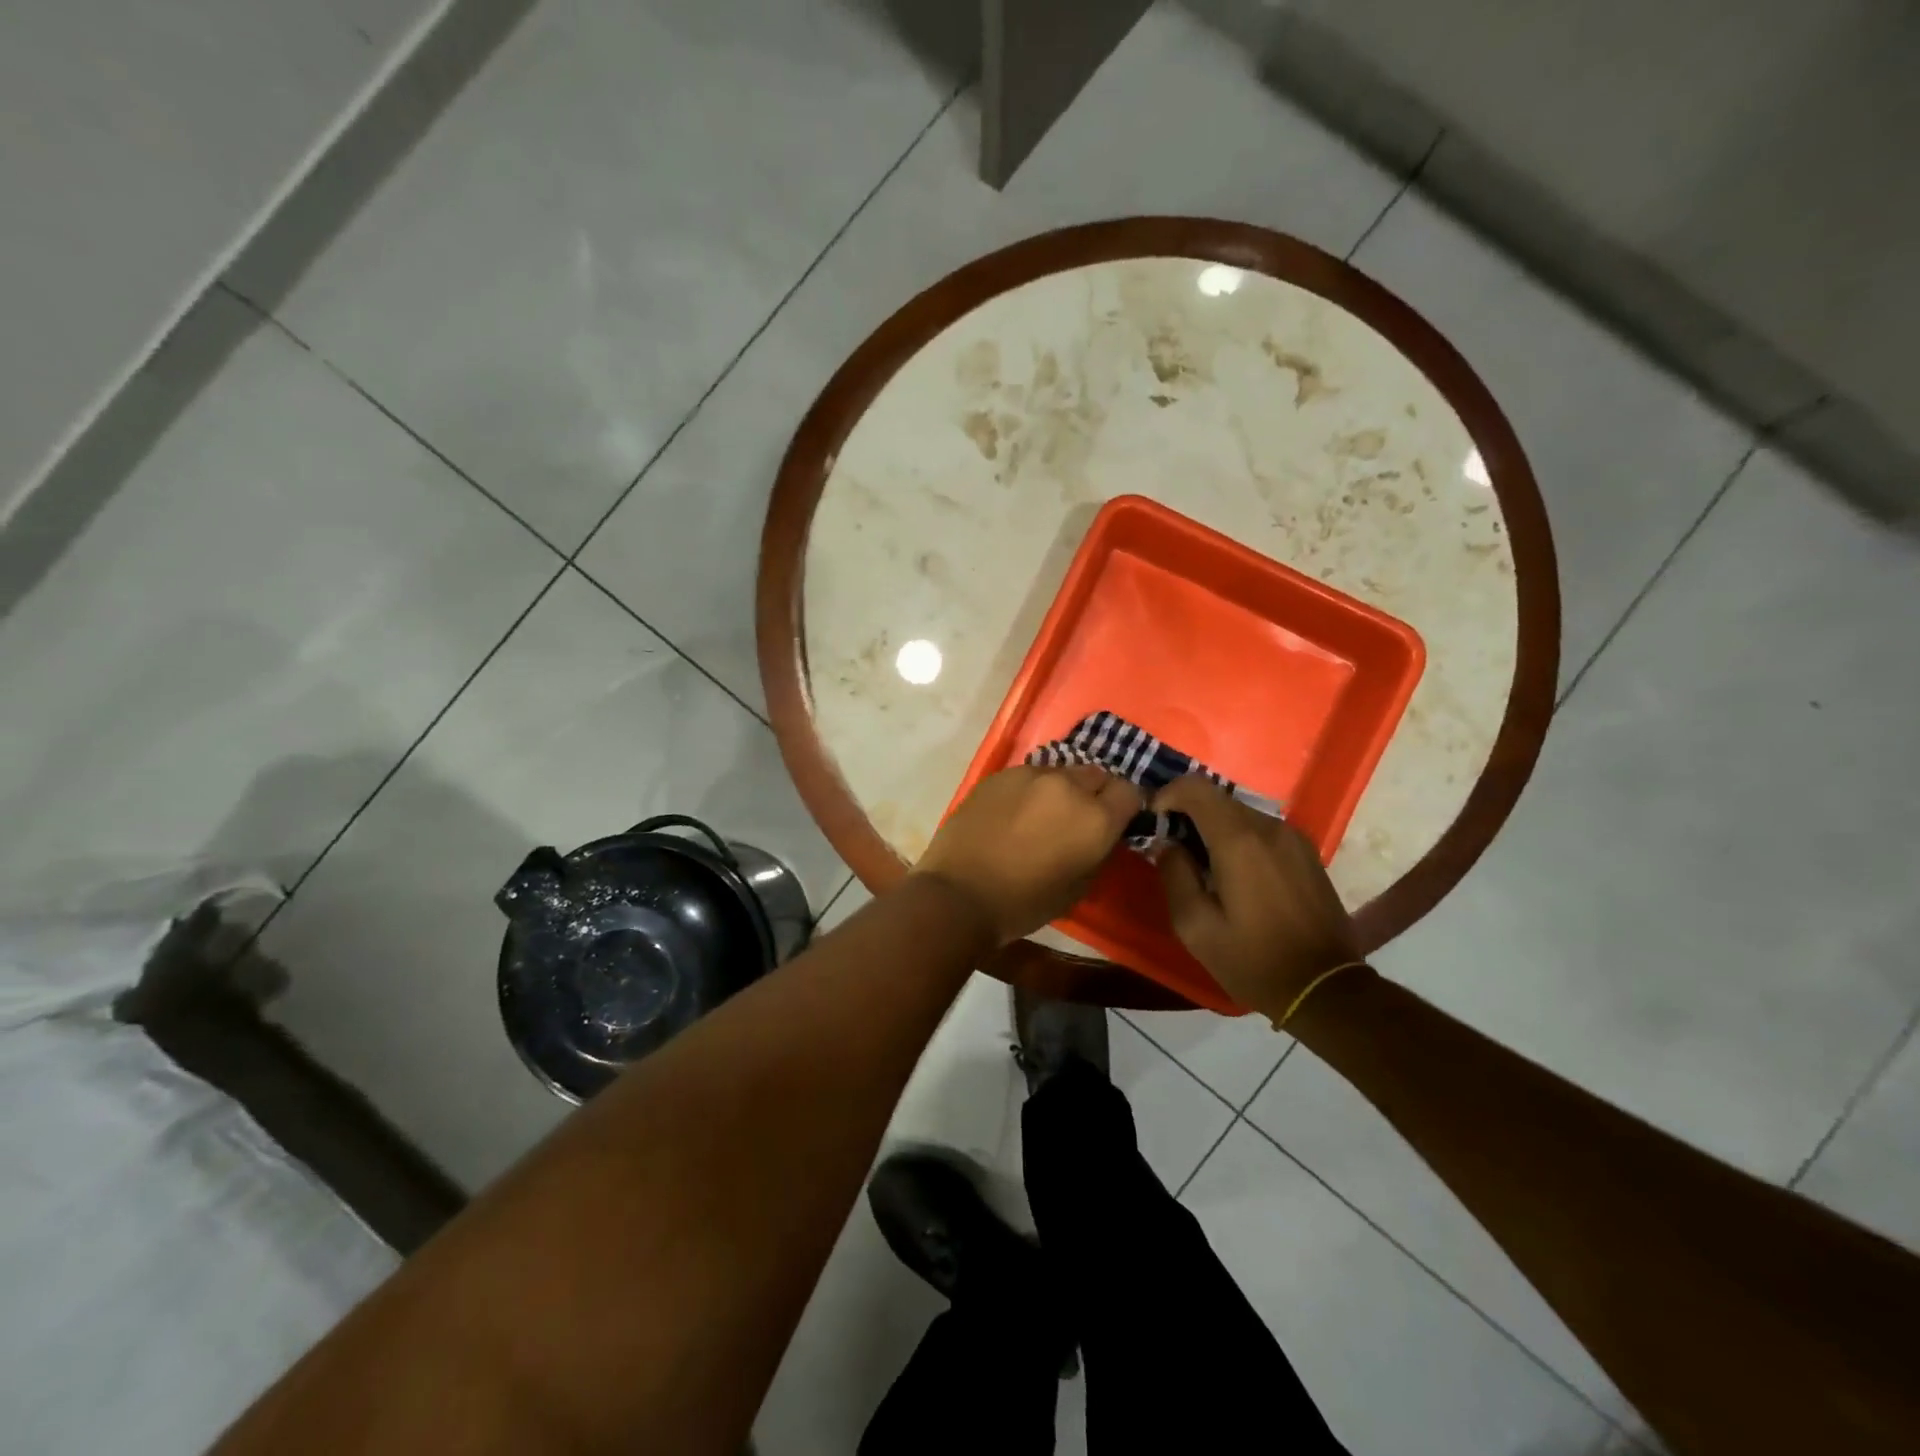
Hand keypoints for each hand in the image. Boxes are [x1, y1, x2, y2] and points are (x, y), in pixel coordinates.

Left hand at [914, 764, 1142, 945]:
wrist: (959, 894)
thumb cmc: (1024, 903)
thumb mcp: (1079, 888)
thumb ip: (1098, 851)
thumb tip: (1102, 835)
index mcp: (1096, 818)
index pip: (1130, 791)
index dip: (1126, 806)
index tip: (1116, 820)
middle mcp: (1068, 786)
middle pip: (1097, 775)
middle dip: (1095, 793)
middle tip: (1079, 818)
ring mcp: (1031, 775)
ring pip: (1061, 772)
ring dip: (1062, 789)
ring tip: (1044, 814)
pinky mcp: (999, 774)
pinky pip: (1028, 775)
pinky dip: (1030, 790)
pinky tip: (1013, 813)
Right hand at [1152, 775, 1361, 1018]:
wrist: (1326, 989)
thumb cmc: (1253, 960)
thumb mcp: (1195, 926)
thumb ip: (1174, 875)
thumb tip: (1168, 845)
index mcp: (1239, 841)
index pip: (1195, 787)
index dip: (1167, 794)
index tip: (1154, 820)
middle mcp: (1269, 827)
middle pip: (1218, 799)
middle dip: (1189, 815)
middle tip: (1174, 850)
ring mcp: (1293, 838)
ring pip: (1241, 814)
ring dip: (1215, 829)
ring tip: (1204, 866)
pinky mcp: (1307, 852)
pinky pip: (1262, 831)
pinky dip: (1240, 840)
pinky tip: (1236, 875)